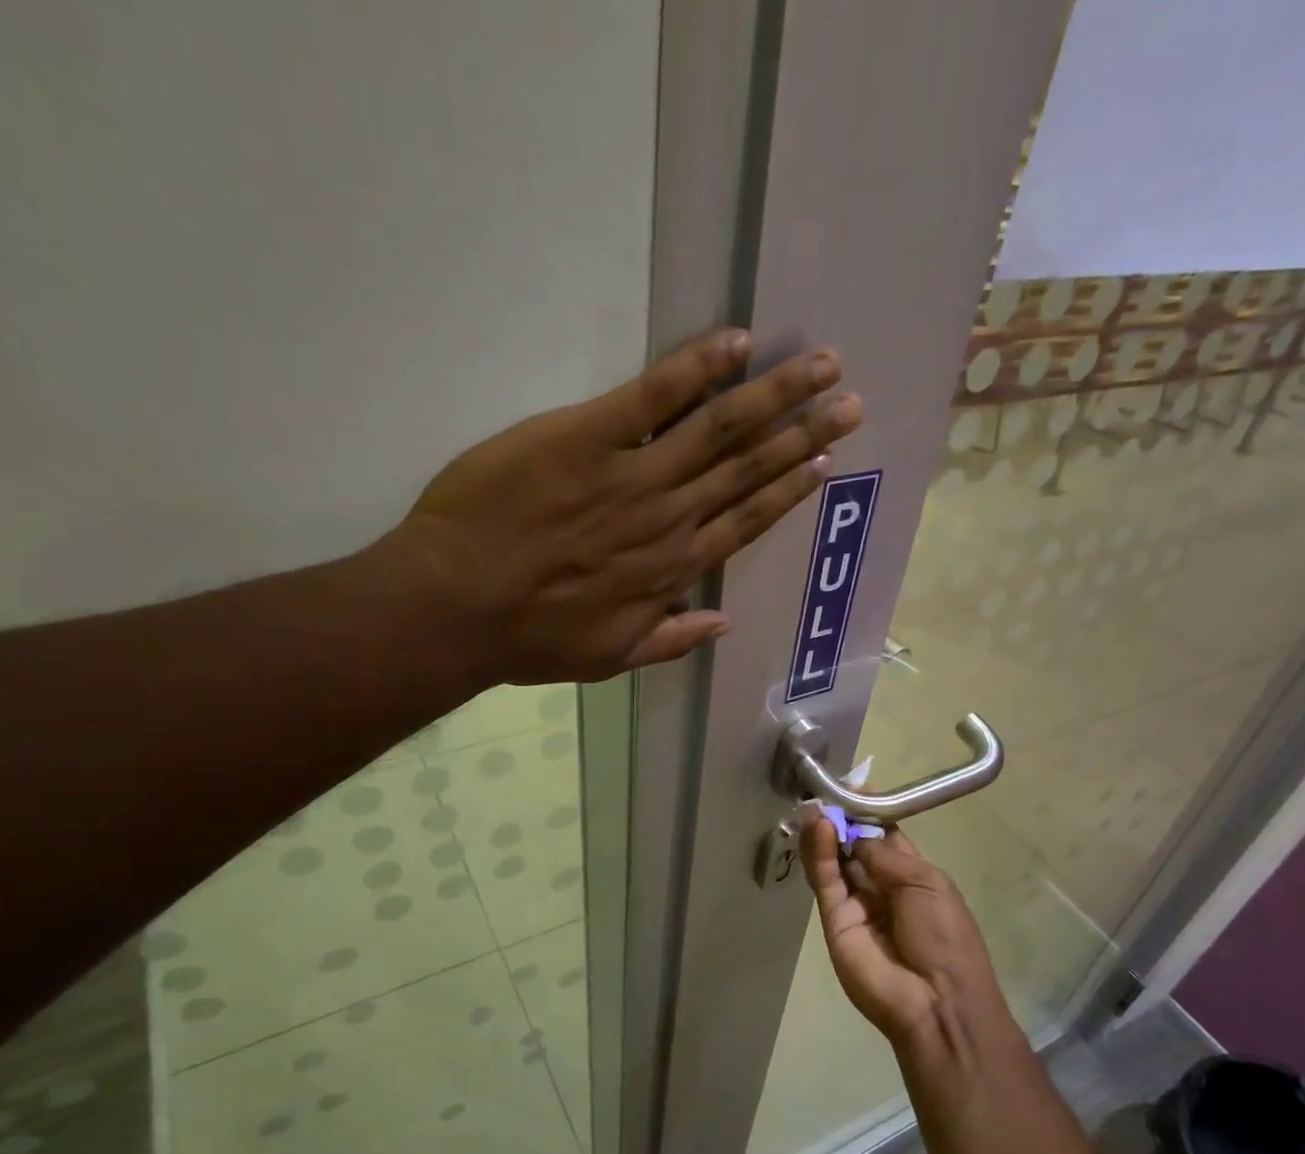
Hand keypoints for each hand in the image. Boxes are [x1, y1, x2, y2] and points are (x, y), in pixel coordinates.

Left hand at [377, 330, 862, 685]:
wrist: (456, 608)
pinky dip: (696, 369)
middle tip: (848, 401)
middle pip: (748, 469)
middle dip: (803, 433)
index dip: (788, 490)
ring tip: (819, 366)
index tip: (824, 462)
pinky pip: (653, 397)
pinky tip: (736, 343)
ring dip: (773, 396)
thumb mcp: (607, 658)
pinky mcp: (586, 438)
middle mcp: (669, 519)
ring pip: (719, 430)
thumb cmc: (528, 637)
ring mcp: (632, 476)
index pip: (746, 521)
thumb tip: (722, 625)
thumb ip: (668, 640)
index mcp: (672, 569)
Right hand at [801, 813, 1006, 1054]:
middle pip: (853, 845)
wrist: (936, 1000)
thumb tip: (853, 833)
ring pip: (834, 860)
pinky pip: (825, 881)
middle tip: (823, 790)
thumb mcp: (926, 883)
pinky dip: (819, 854)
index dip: (868, 811)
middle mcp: (880, 886)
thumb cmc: (945, 936)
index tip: (851, 785)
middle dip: (841, 817)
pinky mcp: (833, 920)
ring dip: (825, 831)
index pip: (883, 835)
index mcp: (911, 874)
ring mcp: (855, 903)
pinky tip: (818, 828)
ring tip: (815, 804)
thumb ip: (885, 854)